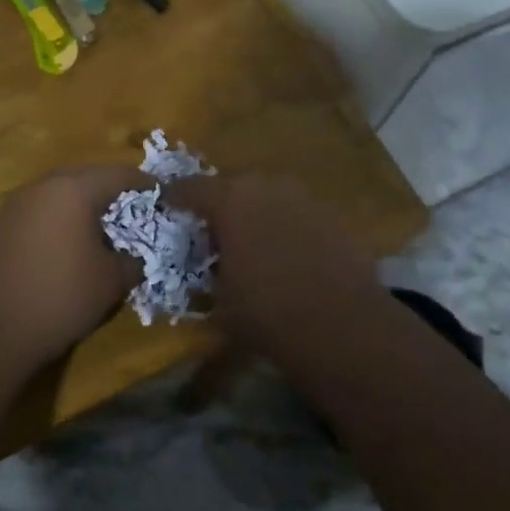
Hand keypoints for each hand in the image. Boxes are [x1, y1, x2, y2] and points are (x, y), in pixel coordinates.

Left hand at [0, 166, 150, 368]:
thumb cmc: (59, 295)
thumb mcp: (111, 282)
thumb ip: (132, 261)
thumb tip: (136, 256)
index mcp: (74, 188)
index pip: (119, 174)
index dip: (145, 185)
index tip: (163, 196)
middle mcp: (44, 186)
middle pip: (87, 177)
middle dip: (113, 192)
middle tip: (136, 212)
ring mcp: (18, 204)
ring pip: (62, 193)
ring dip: (85, 205)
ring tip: (105, 230)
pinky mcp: (1, 226)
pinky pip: (43, 211)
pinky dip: (63, 219)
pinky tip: (72, 245)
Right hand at [162, 174, 378, 345]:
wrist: (342, 325)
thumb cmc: (267, 313)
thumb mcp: (220, 302)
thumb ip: (207, 276)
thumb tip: (206, 273)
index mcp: (229, 201)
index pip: (192, 188)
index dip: (176, 196)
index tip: (167, 204)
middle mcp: (265, 187)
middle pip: (233, 185)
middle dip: (221, 203)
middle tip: (214, 228)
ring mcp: (303, 197)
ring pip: (268, 195)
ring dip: (257, 211)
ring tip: (253, 240)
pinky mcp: (332, 214)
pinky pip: (297, 212)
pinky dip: (287, 225)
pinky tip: (289, 252)